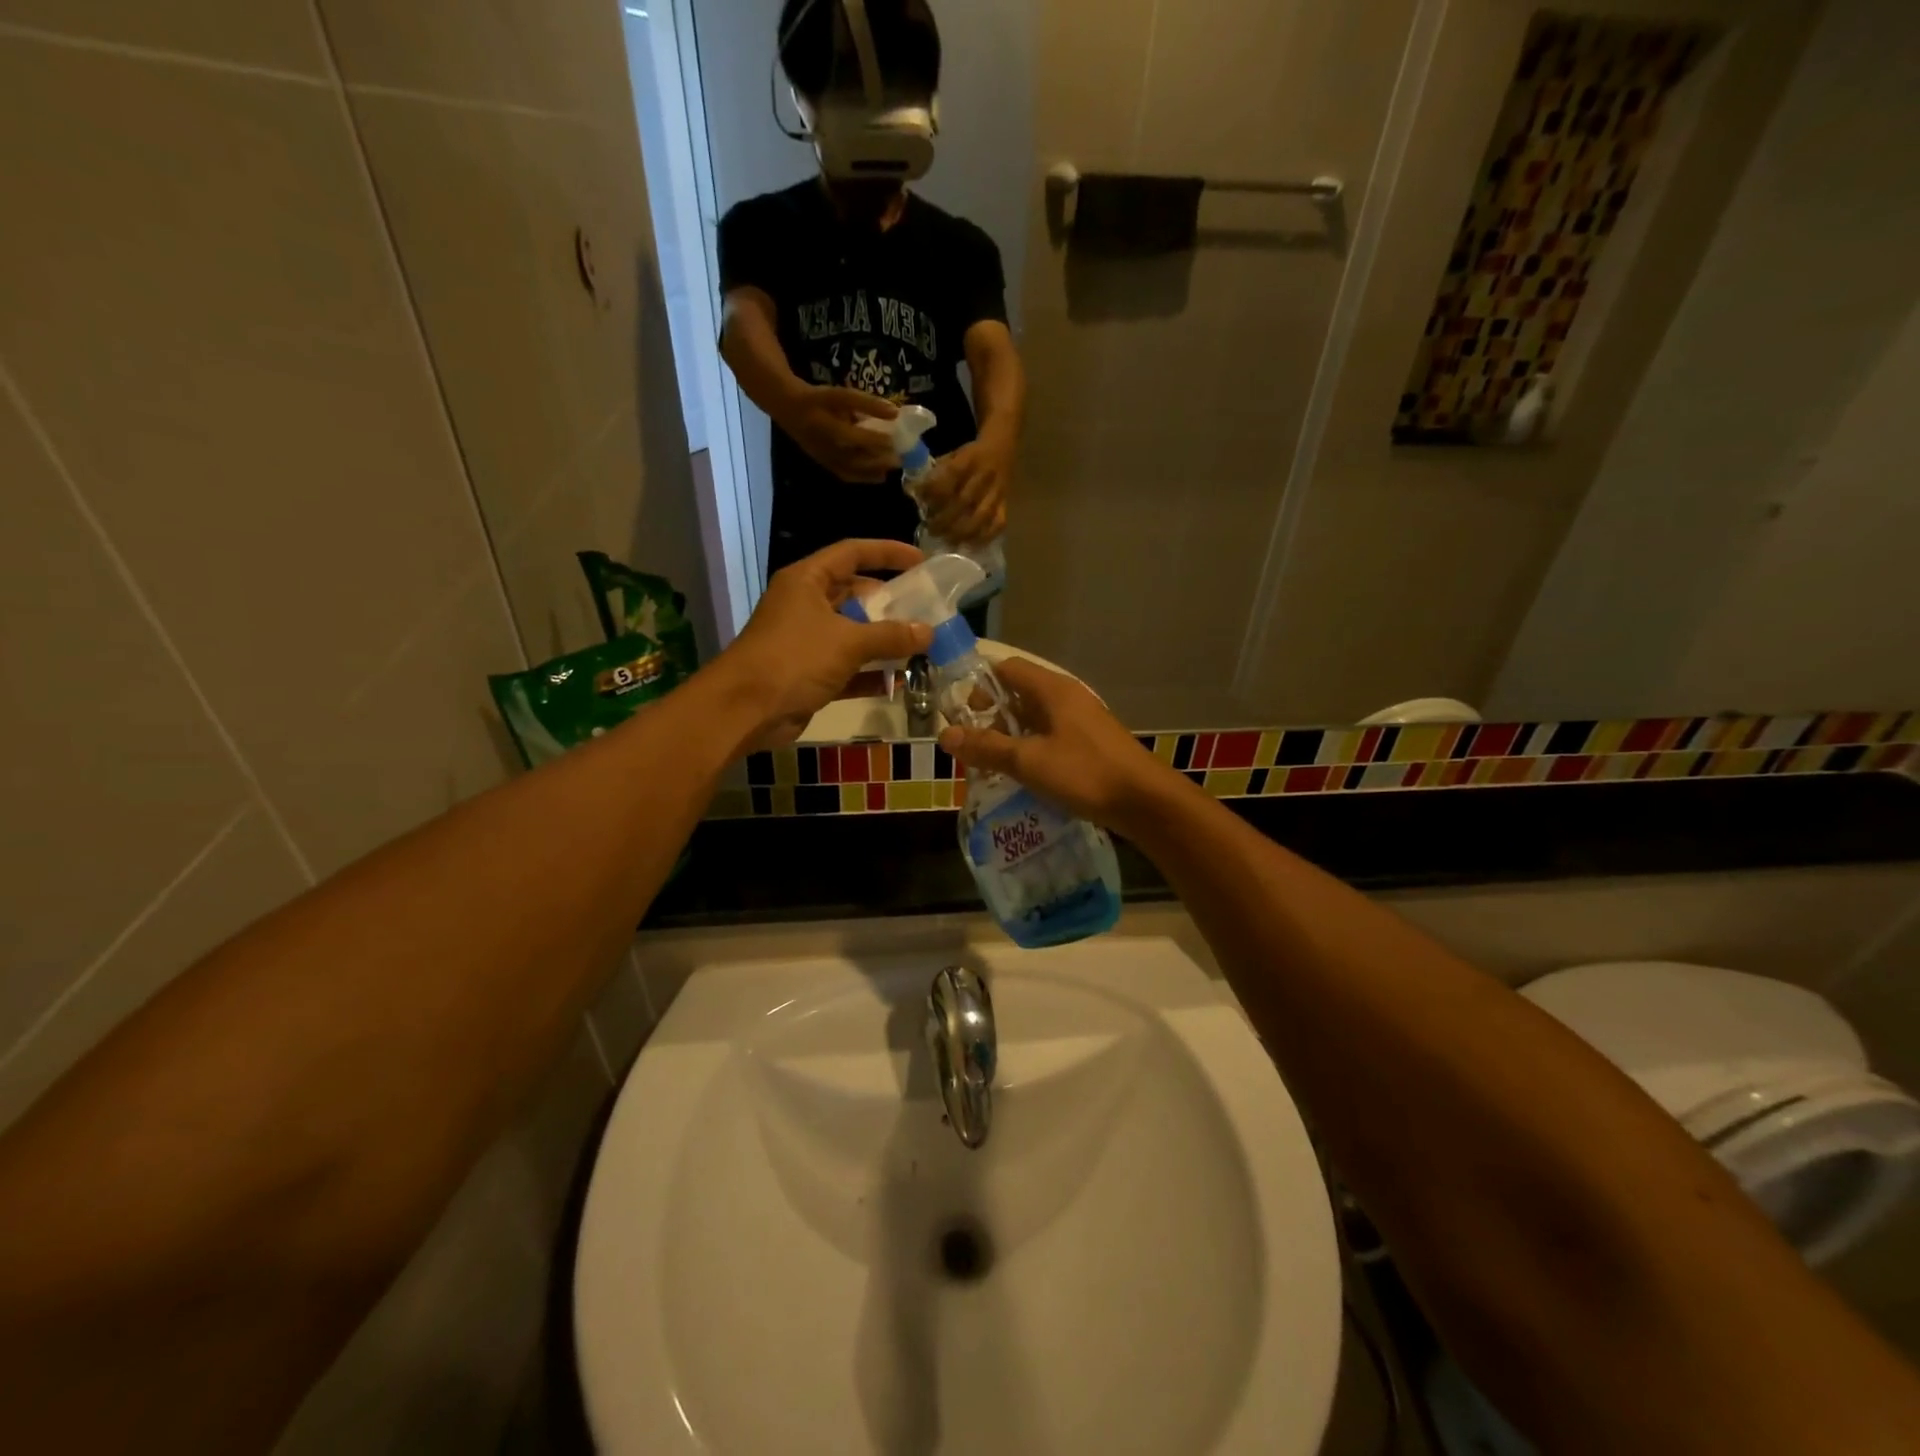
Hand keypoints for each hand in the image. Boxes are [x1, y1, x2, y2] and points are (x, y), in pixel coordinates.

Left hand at [717, 539, 931, 749]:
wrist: (745, 710)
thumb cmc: (794, 660)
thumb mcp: (847, 642)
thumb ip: (890, 635)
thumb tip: (928, 631)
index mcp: (808, 581)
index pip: (852, 553)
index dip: (887, 553)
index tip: (920, 560)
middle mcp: (806, 605)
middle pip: (855, 595)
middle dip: (890, 604)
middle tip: (925, 611)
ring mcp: (807, 641)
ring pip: (853, 634)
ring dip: (884, 642)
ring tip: (922, 646)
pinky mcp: (809, 675)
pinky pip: (848, 668)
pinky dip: (871, 673)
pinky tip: (901, 681)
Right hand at [780, 387, 900, 483]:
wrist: (790, 411)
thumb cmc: (820, 400)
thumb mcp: (840, 395)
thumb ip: (866, 403)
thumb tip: (895, 412)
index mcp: (824, 420)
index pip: (849, 430)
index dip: (871, 432)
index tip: (893, 433)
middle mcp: (822, 441)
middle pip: (852, 451)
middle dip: (877, 455)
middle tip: (900, 456)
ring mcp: (823, 456)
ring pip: (851, 466)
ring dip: (874, 468)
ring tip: (894, 465)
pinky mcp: (824, 464)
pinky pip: (846, 474)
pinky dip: (864, 476)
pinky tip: (880, 475)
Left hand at [922, 433, 1011, 545]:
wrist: (1001, 448)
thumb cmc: (970, 456)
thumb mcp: (952, 455)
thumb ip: (936, 473)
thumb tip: (915, 492)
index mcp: (970, 459)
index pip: (951, 476)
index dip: (934, 491)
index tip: (921, 501)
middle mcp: (985, 476)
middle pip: (964, 501)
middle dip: (945, 519)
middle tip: (931, 529)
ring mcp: (998, 492)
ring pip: (982, 517)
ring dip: (962, 532)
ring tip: (948, 541)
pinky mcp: (1006, 505)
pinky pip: (998, 524)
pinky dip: (984, 537)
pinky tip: (969, 545)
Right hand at [938, 658, 1174, 837]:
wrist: (1144, 801)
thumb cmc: (1085, 772)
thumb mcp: (1028, 761)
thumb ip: (987, 748)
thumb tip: (945, 735)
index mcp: (1052, 690)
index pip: (1007, 669)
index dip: (979, 684)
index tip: (958, 711)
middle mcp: (1066, 698)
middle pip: (1018, 694)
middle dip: (990, 716)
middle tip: (969, 744)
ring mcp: (1080, 721)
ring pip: (1033, 719)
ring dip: (1009, 737)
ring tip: (987, 764)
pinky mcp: (1088, 744)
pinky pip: (1049, 738)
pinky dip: (1030, 750)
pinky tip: (1019, 776)